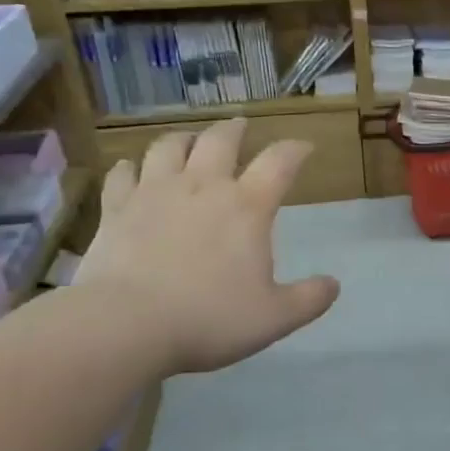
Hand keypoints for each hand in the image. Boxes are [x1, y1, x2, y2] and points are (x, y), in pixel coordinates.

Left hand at [77, 119, 339, 374]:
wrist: (126, 325)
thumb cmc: (209, 319)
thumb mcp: (275, 317)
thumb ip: (309, 299)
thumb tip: (333, 284)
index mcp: (247, 207)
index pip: (279, 163)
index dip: (296, 150)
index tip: (304, 147)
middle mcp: (202, 187)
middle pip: (220, 140)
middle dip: (235, 130)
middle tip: (241, 126)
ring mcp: (154, 193)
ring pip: (169, 147)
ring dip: (184, 139)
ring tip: (189, 140)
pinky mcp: (116, 209)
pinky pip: (122, 174)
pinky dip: (130, 167)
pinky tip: (130, 169)